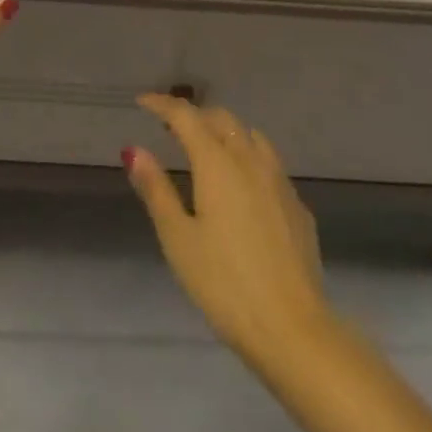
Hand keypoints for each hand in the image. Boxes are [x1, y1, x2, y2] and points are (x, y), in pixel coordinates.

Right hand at [127, 94, 331, 359]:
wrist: (293, 329)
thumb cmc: (225, 285)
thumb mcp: (179, 240)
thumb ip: (156, 190)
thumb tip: (133, 150)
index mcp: (217, 162)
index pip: (186, 116)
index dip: (163, 104)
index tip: (143, 102)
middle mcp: (250, 159)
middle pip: (221, 119)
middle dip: (195, 115)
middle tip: (172, 127)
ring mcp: (279, 180)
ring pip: (250, 135)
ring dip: (225, 131)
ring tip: (208, 148)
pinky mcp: (297, 204)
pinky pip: (269, 162)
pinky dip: (248, 157)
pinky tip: (243, 184)